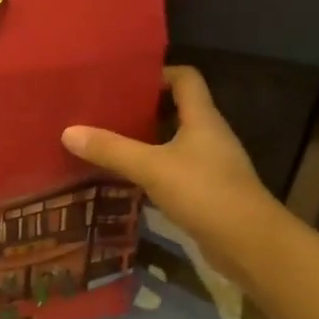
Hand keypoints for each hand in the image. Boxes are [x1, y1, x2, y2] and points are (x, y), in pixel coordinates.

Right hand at [63, 66, 283, 283]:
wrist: (250, 244)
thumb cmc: (205, 193)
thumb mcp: (151, 168)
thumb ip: (111, 149)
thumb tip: (68, 132)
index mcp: (202, 118)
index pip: (185, 78)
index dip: (158, 73)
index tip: (124, 81)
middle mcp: (209, 135)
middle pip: (177, 109)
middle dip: (143, 108)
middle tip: (106, 111)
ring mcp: (211, 164)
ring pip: (175, 141)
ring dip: (146, 140)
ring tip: (109, 142)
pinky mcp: (208, 191)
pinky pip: (176, 169)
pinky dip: (154, 169)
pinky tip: (129, 178)